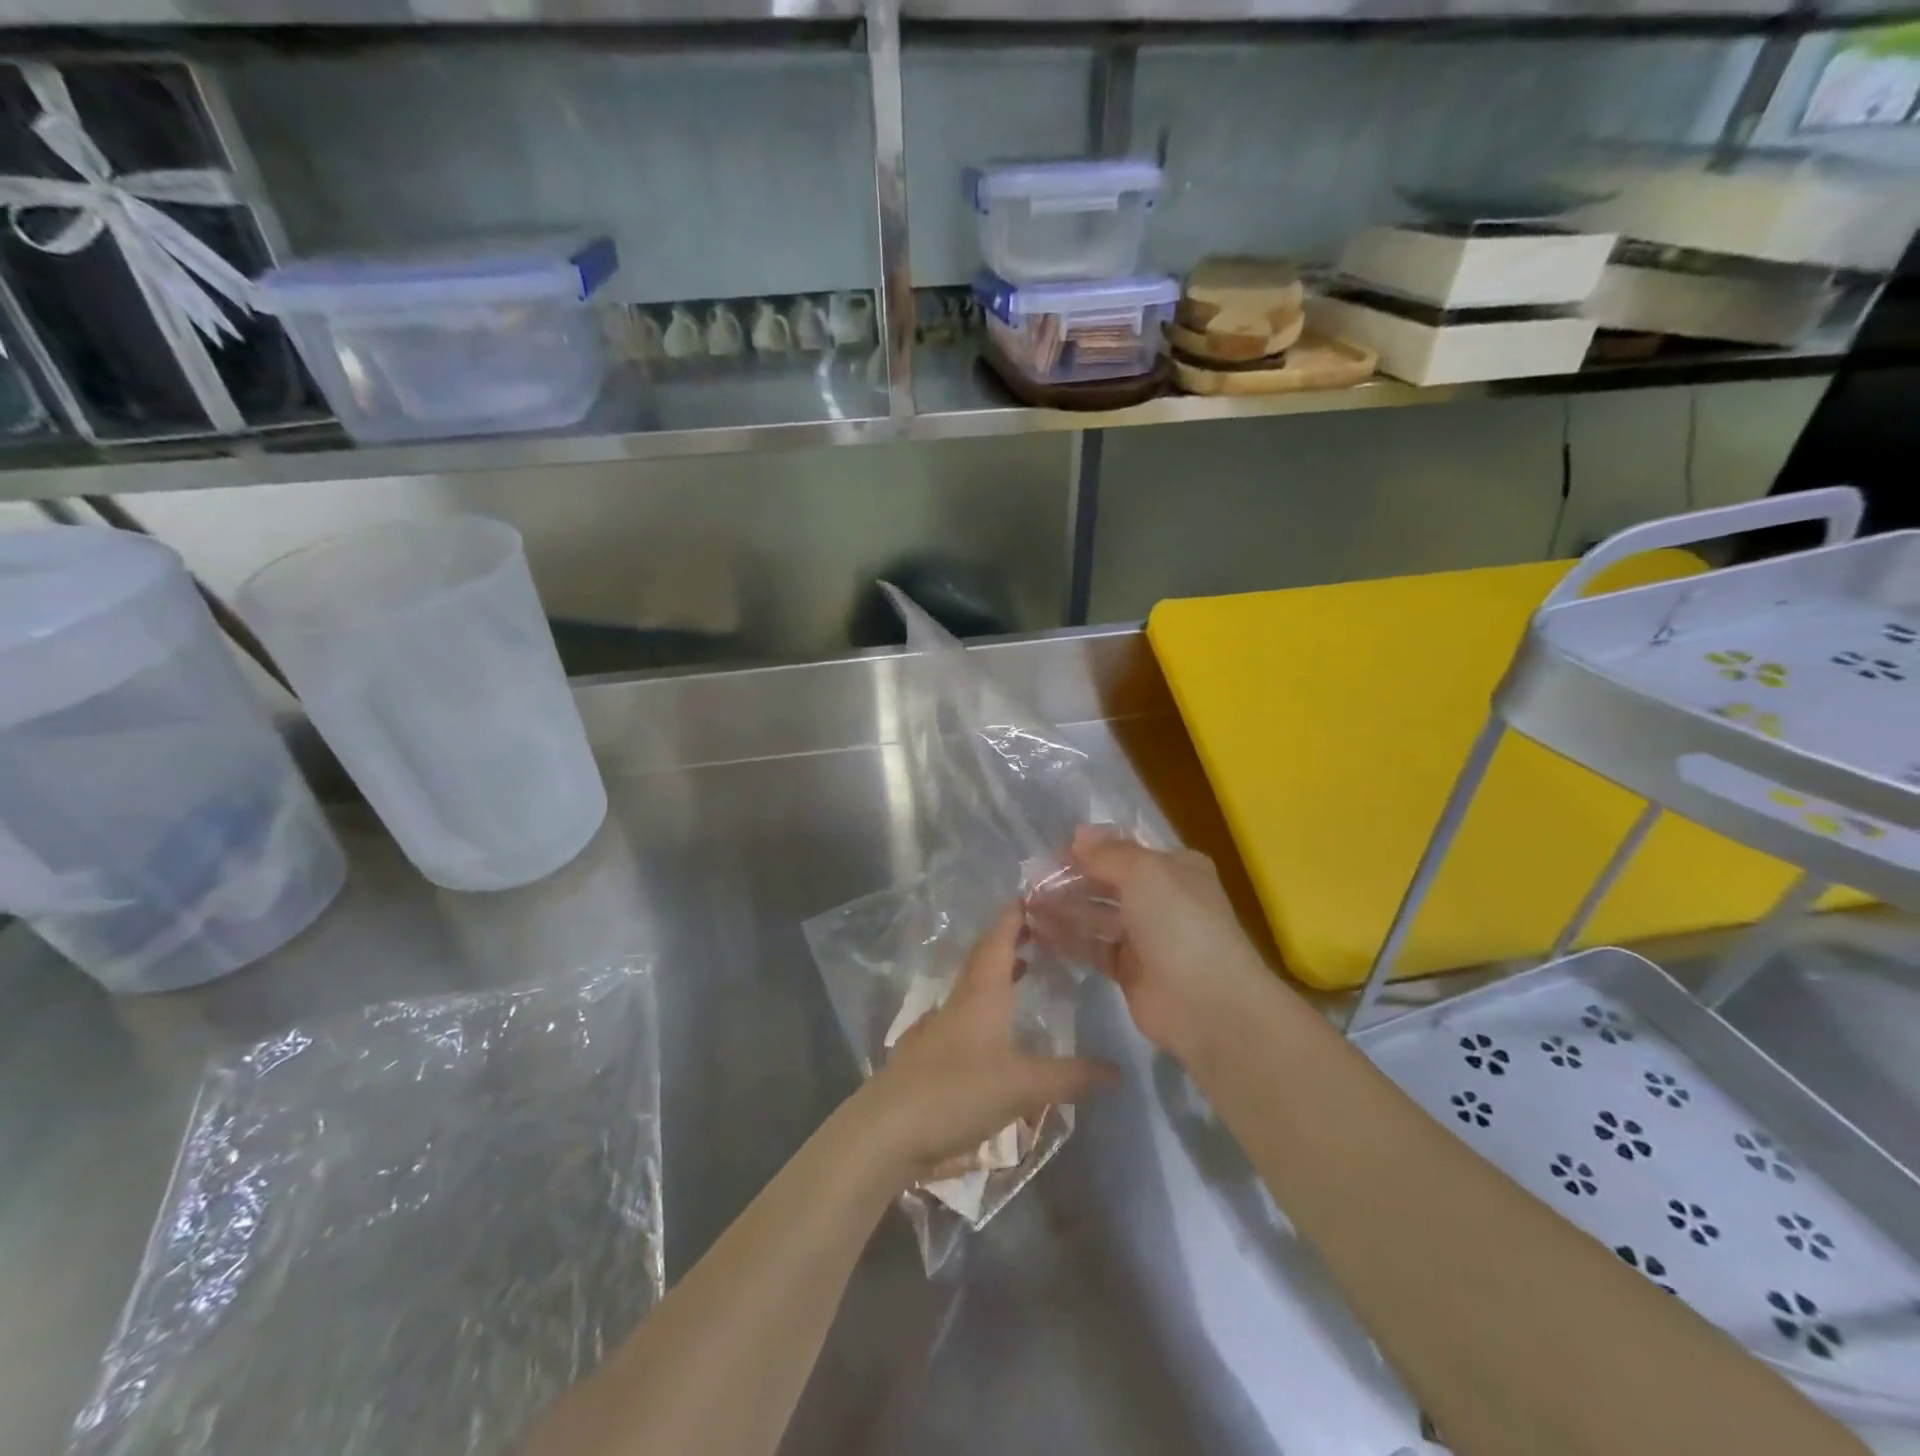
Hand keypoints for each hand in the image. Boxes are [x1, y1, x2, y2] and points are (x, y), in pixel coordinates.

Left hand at [857, 903, 1114, 1185]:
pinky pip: (965, 1012)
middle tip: (1040, 929)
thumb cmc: (957, 1091)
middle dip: (1010, 939)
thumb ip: (1071, 1077)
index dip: (1015, 916)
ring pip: (974, 985)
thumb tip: (1119, 1071)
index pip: (999, 939)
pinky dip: (987, 1004)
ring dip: (999, 971)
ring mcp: (941, 1026)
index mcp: (982, 993)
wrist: (886, 1129)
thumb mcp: (1023, 1086)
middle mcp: (960, 1000)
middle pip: (985, 957)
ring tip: (1025, 969)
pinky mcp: (931, 1052)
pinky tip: (997, 1026)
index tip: (1034, 896)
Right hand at [1036, 825, 1281, 1058]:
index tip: (1051, 853)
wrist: (1207, 1003)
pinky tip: (1037, 931)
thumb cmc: (1179, 923)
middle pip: (1106, 882)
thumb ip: (1108, 852)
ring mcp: (1145, 936)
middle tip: (1029, 883)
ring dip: (1063, 908)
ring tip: (1026, 906)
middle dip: (1070, 880)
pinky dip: (1068, 938)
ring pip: (1096, 915)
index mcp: (1174, 868)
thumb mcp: (1145, 872)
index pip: (1124, 851)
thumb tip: (1079, 834)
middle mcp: (1161, 898)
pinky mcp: (1129, 969)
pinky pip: (1092, 946)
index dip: (1089, 850)